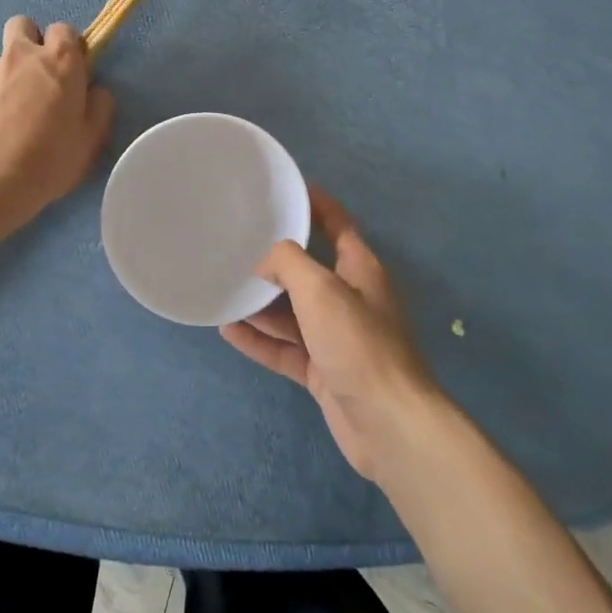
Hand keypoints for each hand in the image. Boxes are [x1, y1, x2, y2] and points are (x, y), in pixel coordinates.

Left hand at [0, 17, 114, 227]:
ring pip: (2, 59)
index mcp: (60, 61)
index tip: (72, 73)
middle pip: (24, 25)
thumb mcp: (92, 138)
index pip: (64, 29)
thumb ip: (99, 106)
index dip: (69, 47)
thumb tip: (95, 91)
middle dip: (32, 41)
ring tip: (15, 114)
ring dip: (11, 75)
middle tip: (40, 77)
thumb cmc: (52, 158)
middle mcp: (23, 56)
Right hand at [220, 186, 444, 480]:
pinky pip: (285, 348)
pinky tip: (229, 330)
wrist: (388, 423)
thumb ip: (289, 263)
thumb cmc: (358, 344)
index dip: (316, 204)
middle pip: (308, 271)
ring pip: (292, 312)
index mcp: (360, 270)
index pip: (337, 224)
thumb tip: (265, 260)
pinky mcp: (323, 371)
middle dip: (275, 260)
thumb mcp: (320, 290)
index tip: (285, 189)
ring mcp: (336, 338)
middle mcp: (349, 299)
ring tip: (224, 289)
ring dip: (261, 304)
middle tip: (236, 245)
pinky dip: (260, 339)